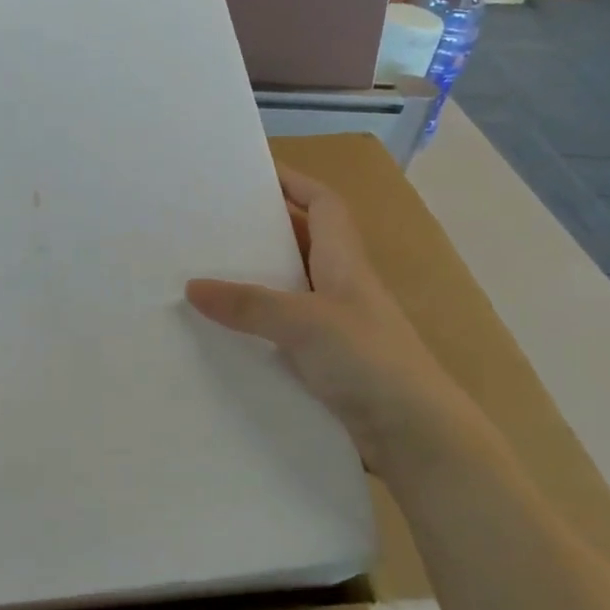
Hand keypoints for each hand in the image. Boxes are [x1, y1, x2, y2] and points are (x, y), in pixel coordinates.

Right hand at [187, 166, 457, 469]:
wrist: (417, 437)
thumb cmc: (369, 361)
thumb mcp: (305, 323)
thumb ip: (249, 304)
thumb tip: (191, 286)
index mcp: (344, 261)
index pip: (323, 203)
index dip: (295, 181)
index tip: (253, 172)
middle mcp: (341, 286)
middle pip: (303, 241)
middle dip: (264, 227)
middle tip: (213, 223)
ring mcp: (336, 326)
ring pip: (291, 287)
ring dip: (257, 278)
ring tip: (208, 273)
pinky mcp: (328, 362)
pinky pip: (285, 329)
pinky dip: (259, 324)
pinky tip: (227, 333)